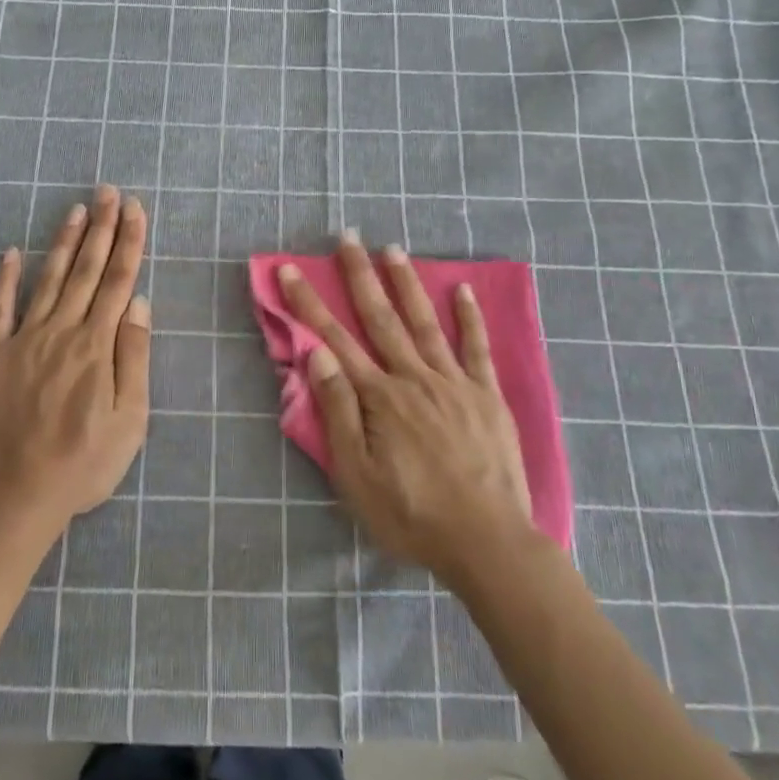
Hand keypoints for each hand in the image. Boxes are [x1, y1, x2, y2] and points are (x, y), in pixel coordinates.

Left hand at [0, 186, 150, 532]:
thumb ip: (133, 357)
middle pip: (86, 270)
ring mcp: (24, 340)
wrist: (16, 496)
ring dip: (63, 242)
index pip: (118, 281)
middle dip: (101, 228)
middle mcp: (62, 331)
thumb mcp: (130, 419)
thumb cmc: (83, 463)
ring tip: (76, 209)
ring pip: (48, 279)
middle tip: (108, 192)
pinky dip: (4, 279)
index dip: (128, 242)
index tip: (135, 210)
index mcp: (97, 346)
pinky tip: (10, 252)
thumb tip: (139, 303)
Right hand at [278, 232, 532, 587]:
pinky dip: (470, 317)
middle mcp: (414, 377)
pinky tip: (462, 290)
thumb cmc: (411, 514)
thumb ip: (338, 409)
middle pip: (381, 317)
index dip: (309, 303)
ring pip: (425, 322)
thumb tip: (317, 353)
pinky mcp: (487, 396)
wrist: (487, 543)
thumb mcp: (357, 474)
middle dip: (359, 275)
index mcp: (379, 396)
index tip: (291, 270)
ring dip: (407, 283)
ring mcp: (454, 382)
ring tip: (393, 249)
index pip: (335, 338)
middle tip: (348, 237)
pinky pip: (477, 348)